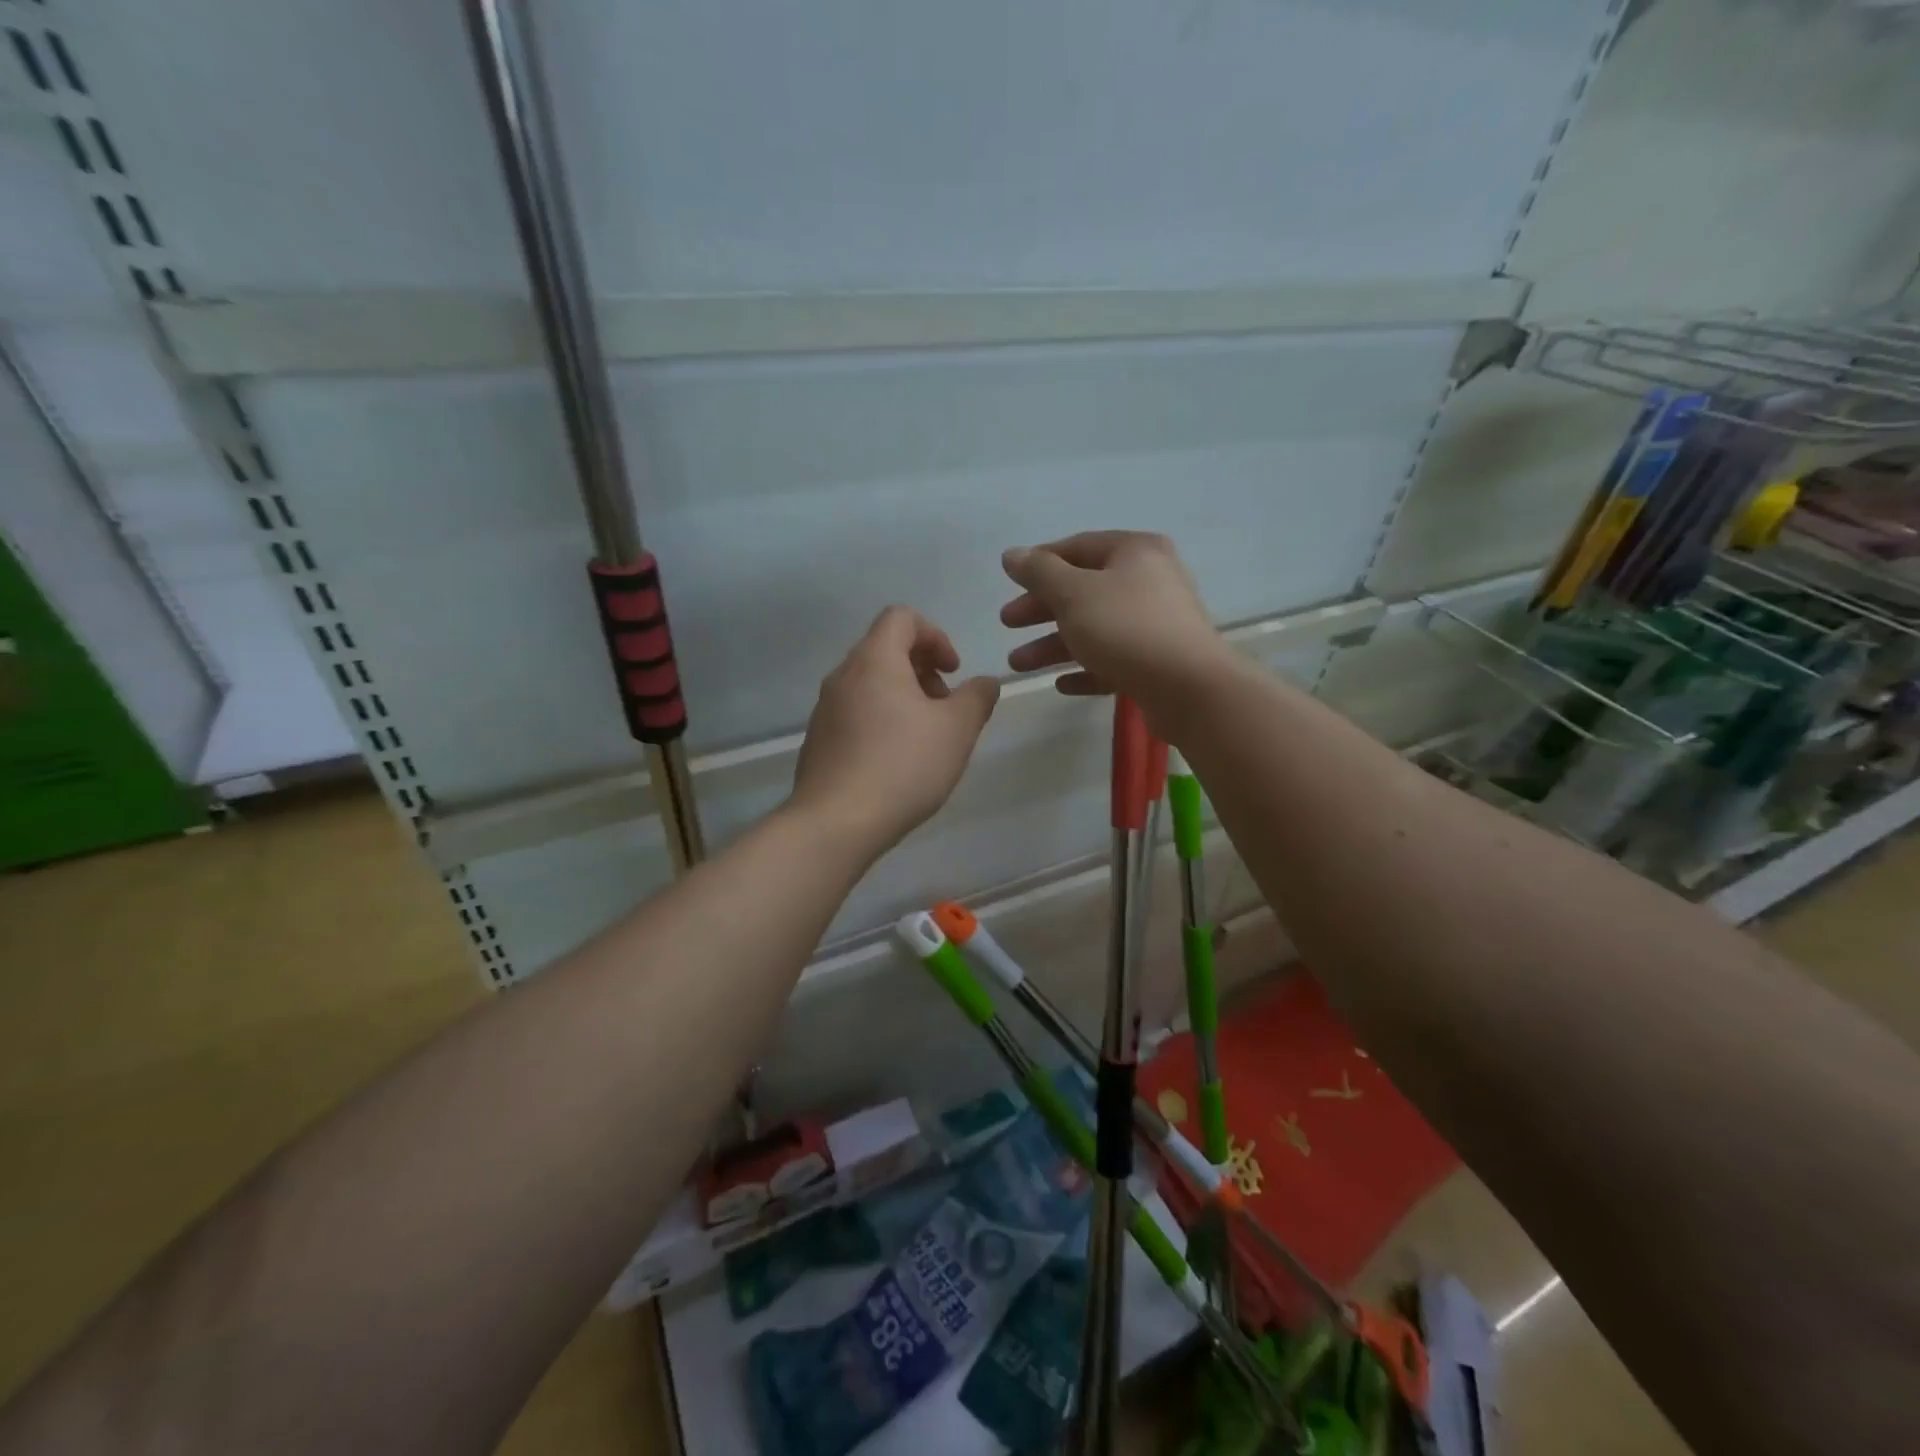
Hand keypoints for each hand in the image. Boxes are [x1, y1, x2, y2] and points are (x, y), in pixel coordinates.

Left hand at [791, 606, 1000, 853]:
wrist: (836, 823)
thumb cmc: (903, 766)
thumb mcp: (957, 730)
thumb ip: (977, 697)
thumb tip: (984, 683)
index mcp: (874, 660)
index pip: (901, 617)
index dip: (935, 635)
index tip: (953, 672)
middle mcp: (843, 676)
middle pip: (885, 649)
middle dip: (923, 669)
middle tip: (945, 708)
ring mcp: (825, 709)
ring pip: (870, 683)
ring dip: (903, 697)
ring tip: (925, 738)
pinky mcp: (818, 740)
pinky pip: (855, 713)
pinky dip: (881, 720)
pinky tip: (896, 762)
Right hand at [1000, 531, 1232, 724]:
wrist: (1188, 687)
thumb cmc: (1125, 628)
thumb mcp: (1073, 593)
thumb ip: (1039, 572)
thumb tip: (1012, 554)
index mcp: (1134, 552)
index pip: (1078, 547)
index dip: (1039, 563)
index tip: (1009, 582)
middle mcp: (1149, 581)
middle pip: (1083, 591)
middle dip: (1041, 610)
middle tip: (1008, 624)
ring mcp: (1156, 623)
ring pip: (1094, 629)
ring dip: (1054, 646)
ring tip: (1019, 666)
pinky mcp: (1158, 662)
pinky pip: (1113, 660)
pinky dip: (1086, 669)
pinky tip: (1062, 685)